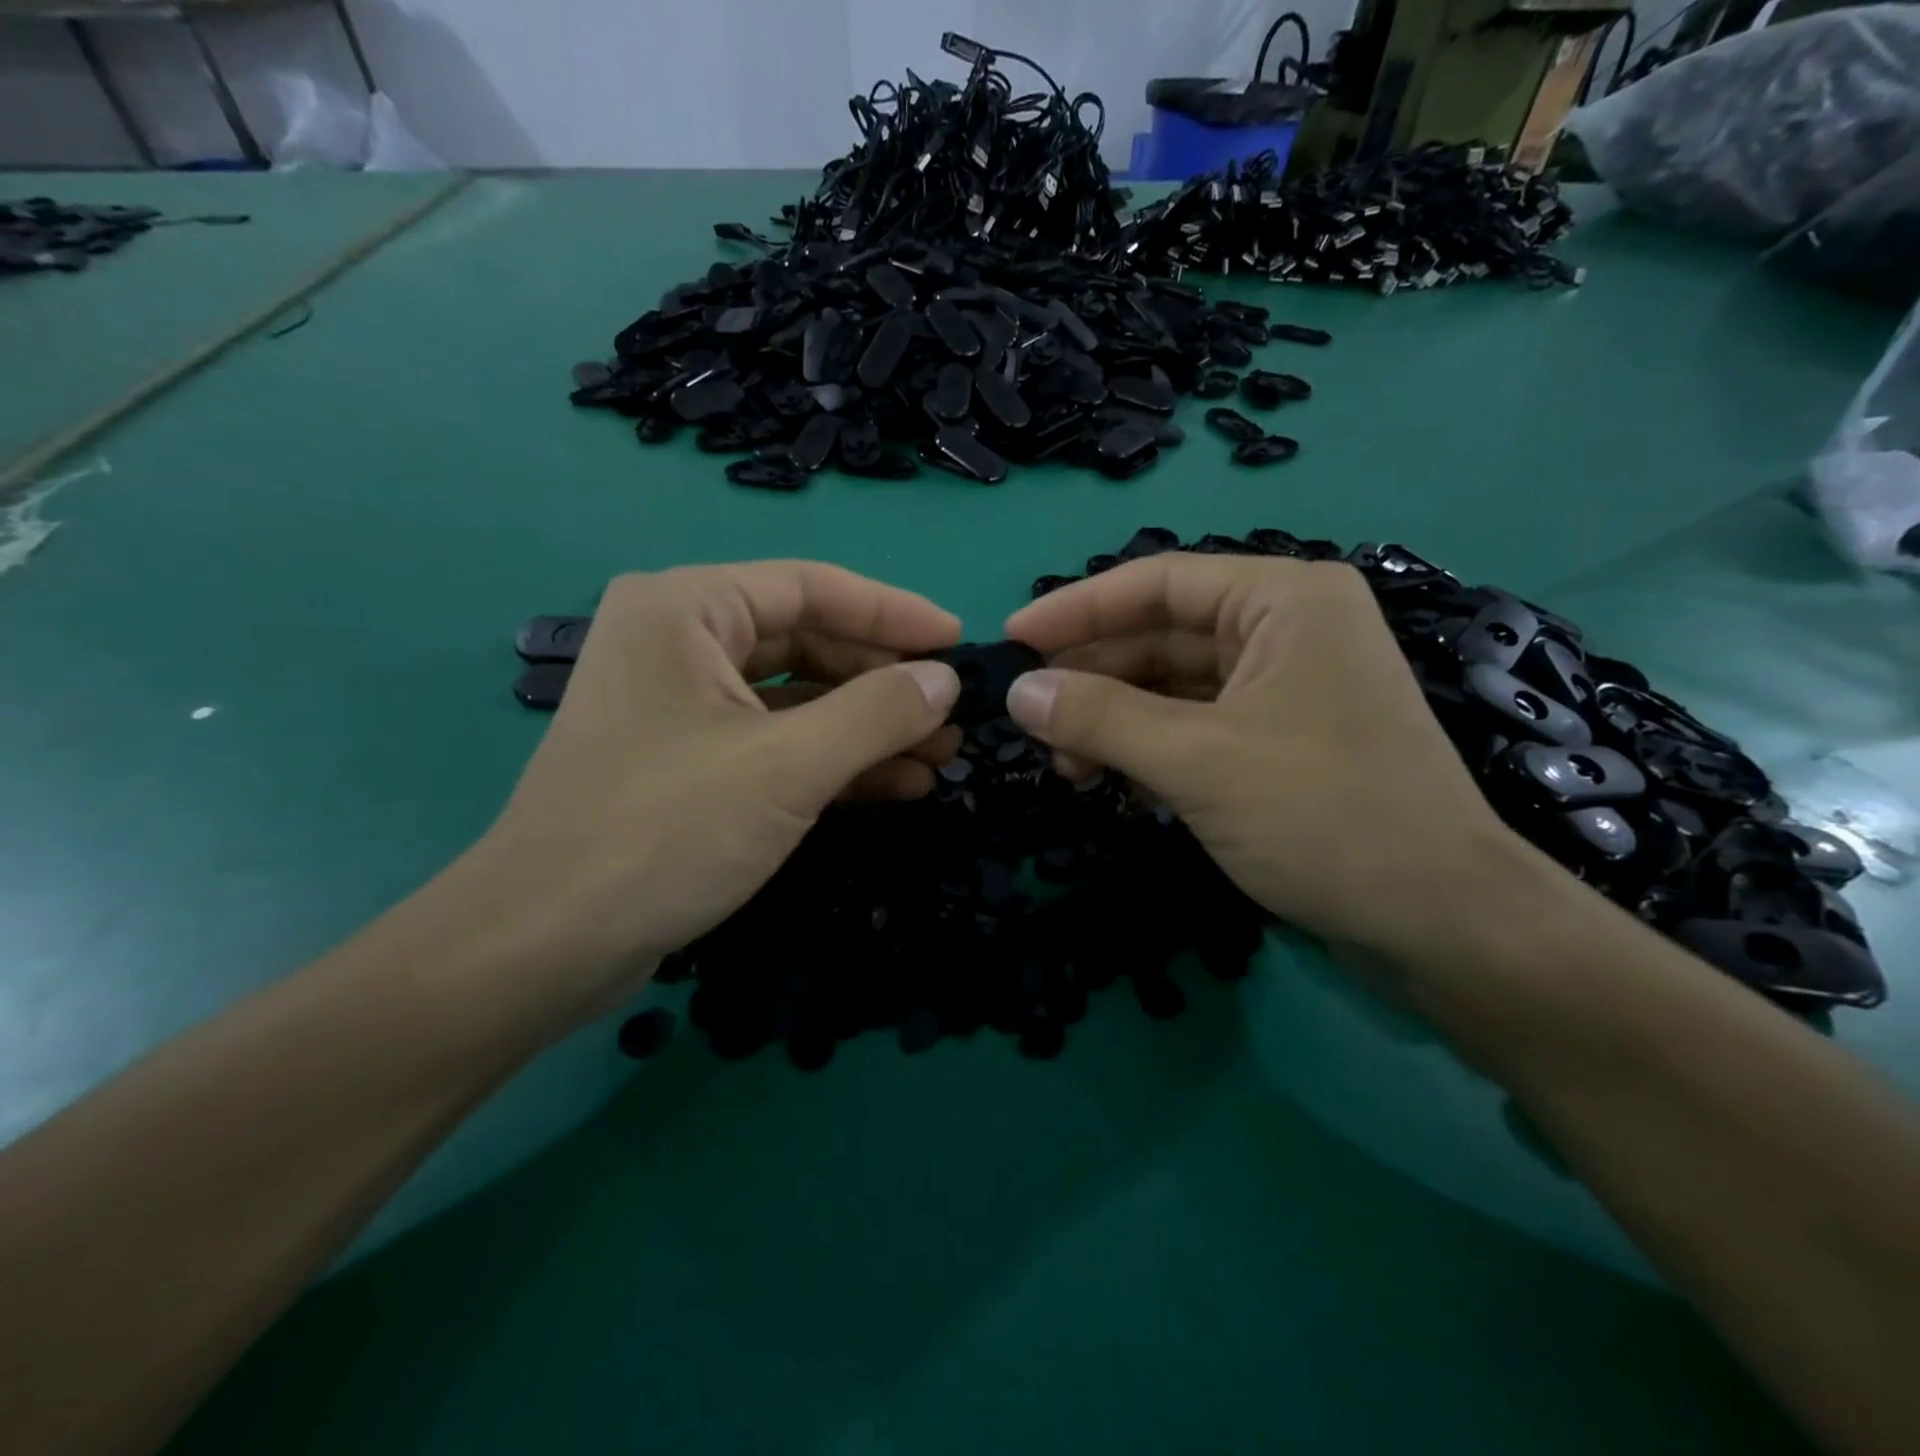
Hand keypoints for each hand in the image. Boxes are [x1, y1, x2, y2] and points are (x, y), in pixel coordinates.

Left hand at [464, 561, 962, 1022]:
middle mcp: (680, 641)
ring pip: (798, 698)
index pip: (811, 587)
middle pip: (808, 641)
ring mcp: (683, 706)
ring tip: (940, 755)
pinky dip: (835, 761)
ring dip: (868, 727)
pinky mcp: (691, 762)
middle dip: (884, 682)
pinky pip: (778, 742)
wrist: (545, 947)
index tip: (958, 641)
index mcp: (686, 608)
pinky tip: (896, 784)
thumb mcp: (787, 766)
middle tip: (954, 714)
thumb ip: (877, 713)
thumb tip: (946, 681)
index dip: (893, 613)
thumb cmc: (664, 831)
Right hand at [1002, 554, 1530, 961]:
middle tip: (1031, 720)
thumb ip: (1101, 717)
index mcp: (1282, 600)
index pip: (1157, 583)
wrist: (1441, 922)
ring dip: (1115, 720)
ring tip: (1067, 766)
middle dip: (1094, 678)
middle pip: (1161, 636)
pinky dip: (1149, 748)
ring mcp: (1286, 687)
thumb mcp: (1198, 760)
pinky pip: (1195, 726)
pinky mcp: (1281, 741)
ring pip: (1174, 686)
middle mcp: (1287, 629)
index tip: (1013, 640)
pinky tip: (1112, 781)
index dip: (1077, 609)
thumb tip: (1018, 691)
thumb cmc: (1324, 816)